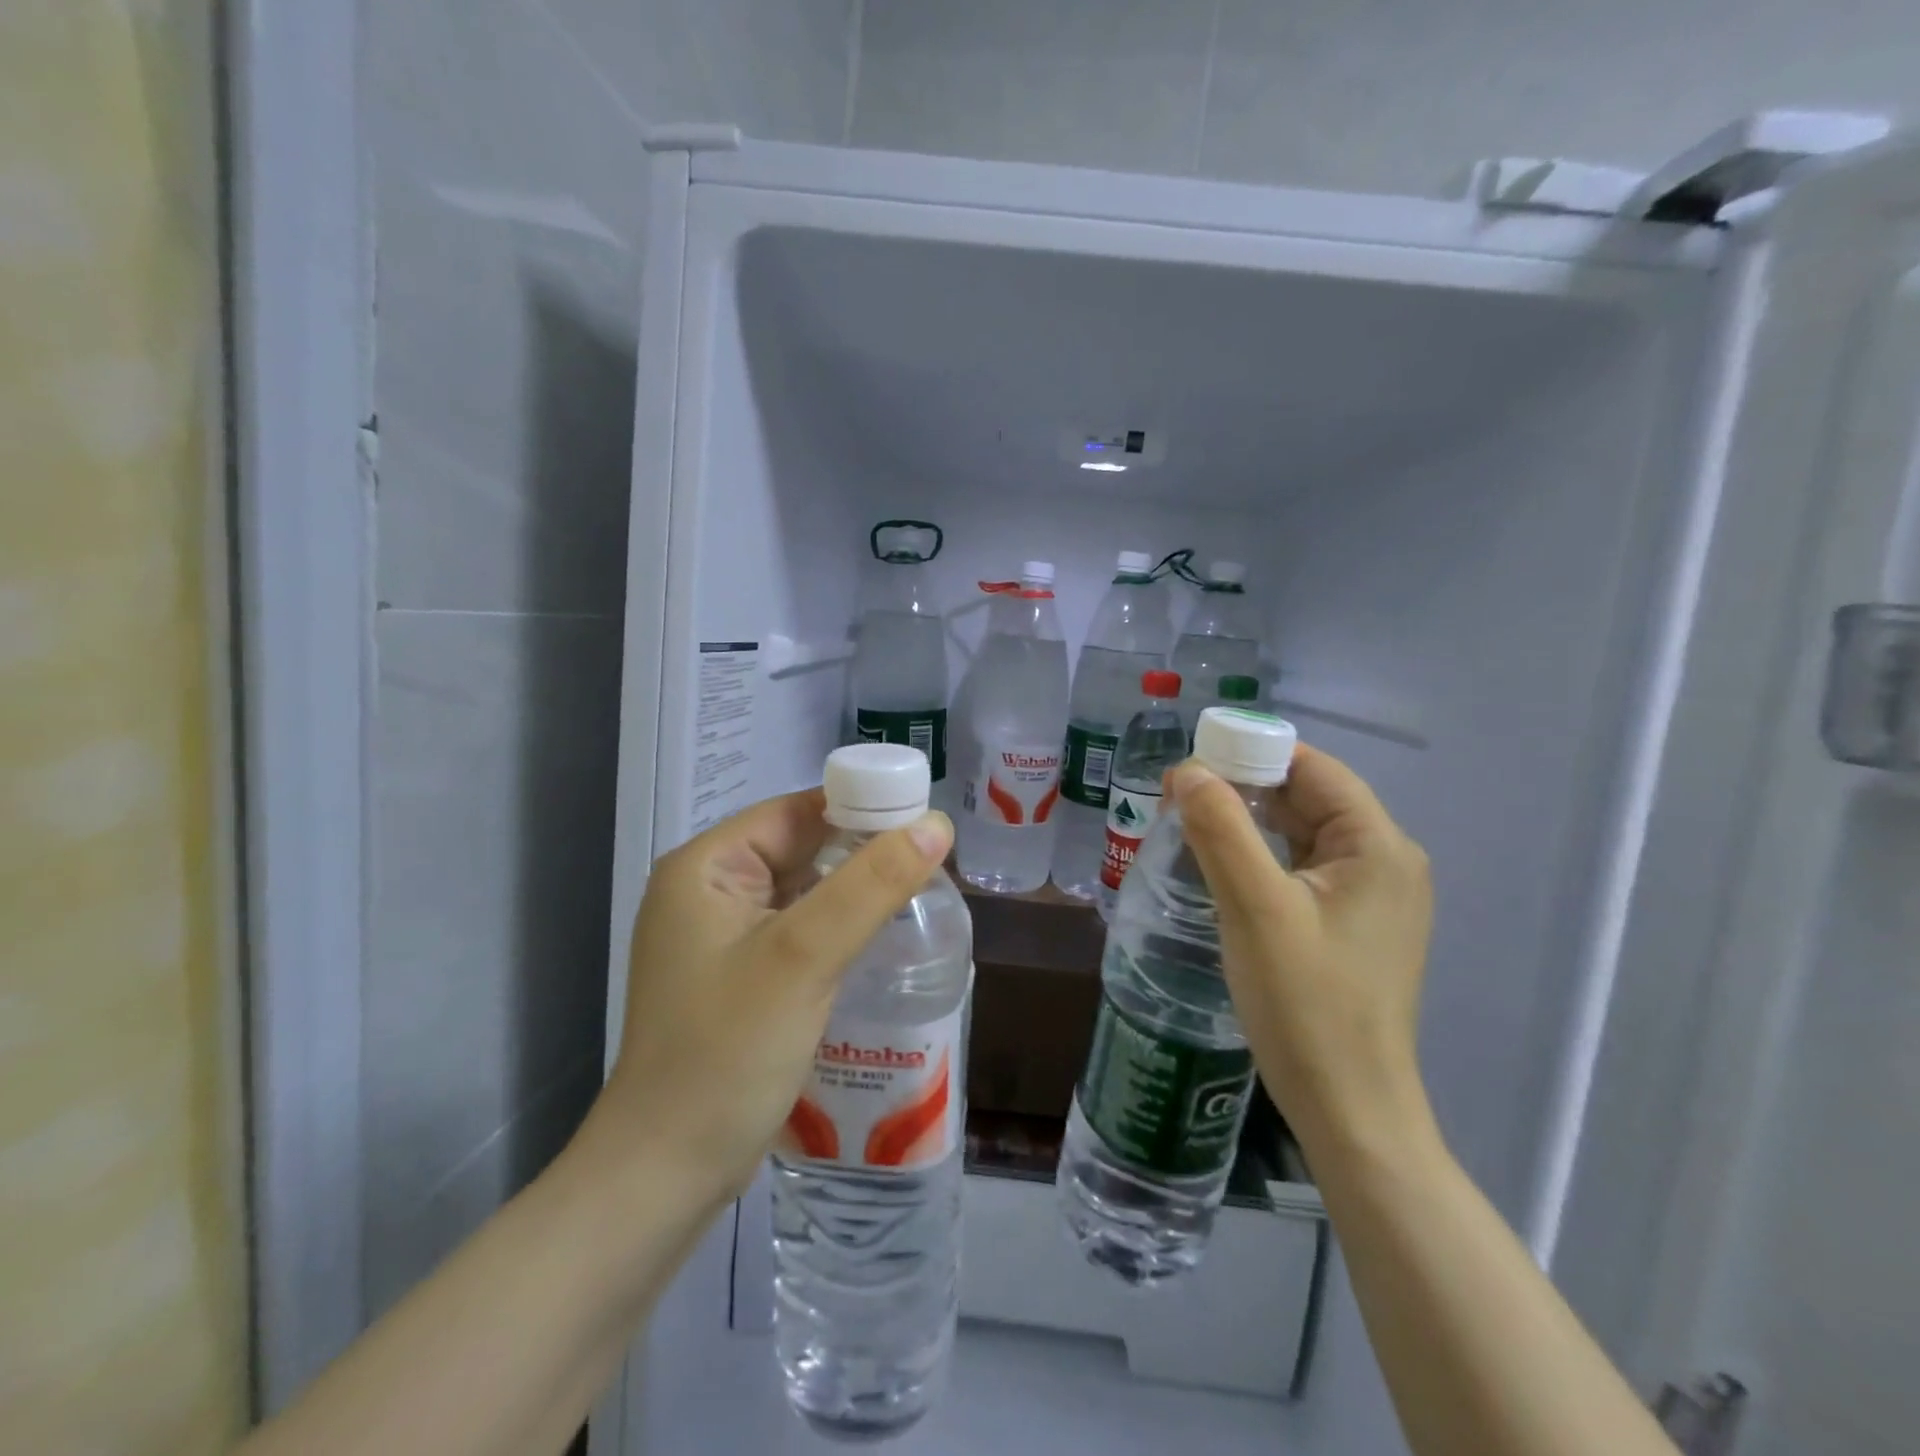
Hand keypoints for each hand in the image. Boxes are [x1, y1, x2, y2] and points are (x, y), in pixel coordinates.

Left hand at [576, 790, 953, 1213]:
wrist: (667, 1173)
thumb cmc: (727, 1053)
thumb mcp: (804, 957)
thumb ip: (871, 884)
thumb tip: (936, 824)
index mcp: (707, 867)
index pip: (797, 811)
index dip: (861, 807)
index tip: (924, 822)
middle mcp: (709, 891)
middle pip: (801, 848)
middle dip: (863, 852)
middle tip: (934, 861)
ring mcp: (723, 937)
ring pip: (804, 891)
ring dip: (855, 891)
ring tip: (921, 892)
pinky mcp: (741, 975)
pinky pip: (799, 929)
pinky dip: (838, 927)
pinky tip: (881, 937)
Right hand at [1170, 745, 1433, 1153]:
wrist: (1348, 1109)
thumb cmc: (1307, 1005)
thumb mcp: (1256, 908)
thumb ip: (1222, 829)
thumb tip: (1187, 769)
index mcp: (1378, 846)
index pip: (1314, 769)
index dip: (1252, 754)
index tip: (1191, 763)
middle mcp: (1384, 862)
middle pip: (1308, 799)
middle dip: (1243, 789)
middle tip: (1177, 796)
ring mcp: (1371, 898)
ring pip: (1300, 835)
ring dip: (1248, 823)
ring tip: (1188, 823)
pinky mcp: (1351, 927)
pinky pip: (1301, 870)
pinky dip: (1260, 857)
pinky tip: (1220, 865)